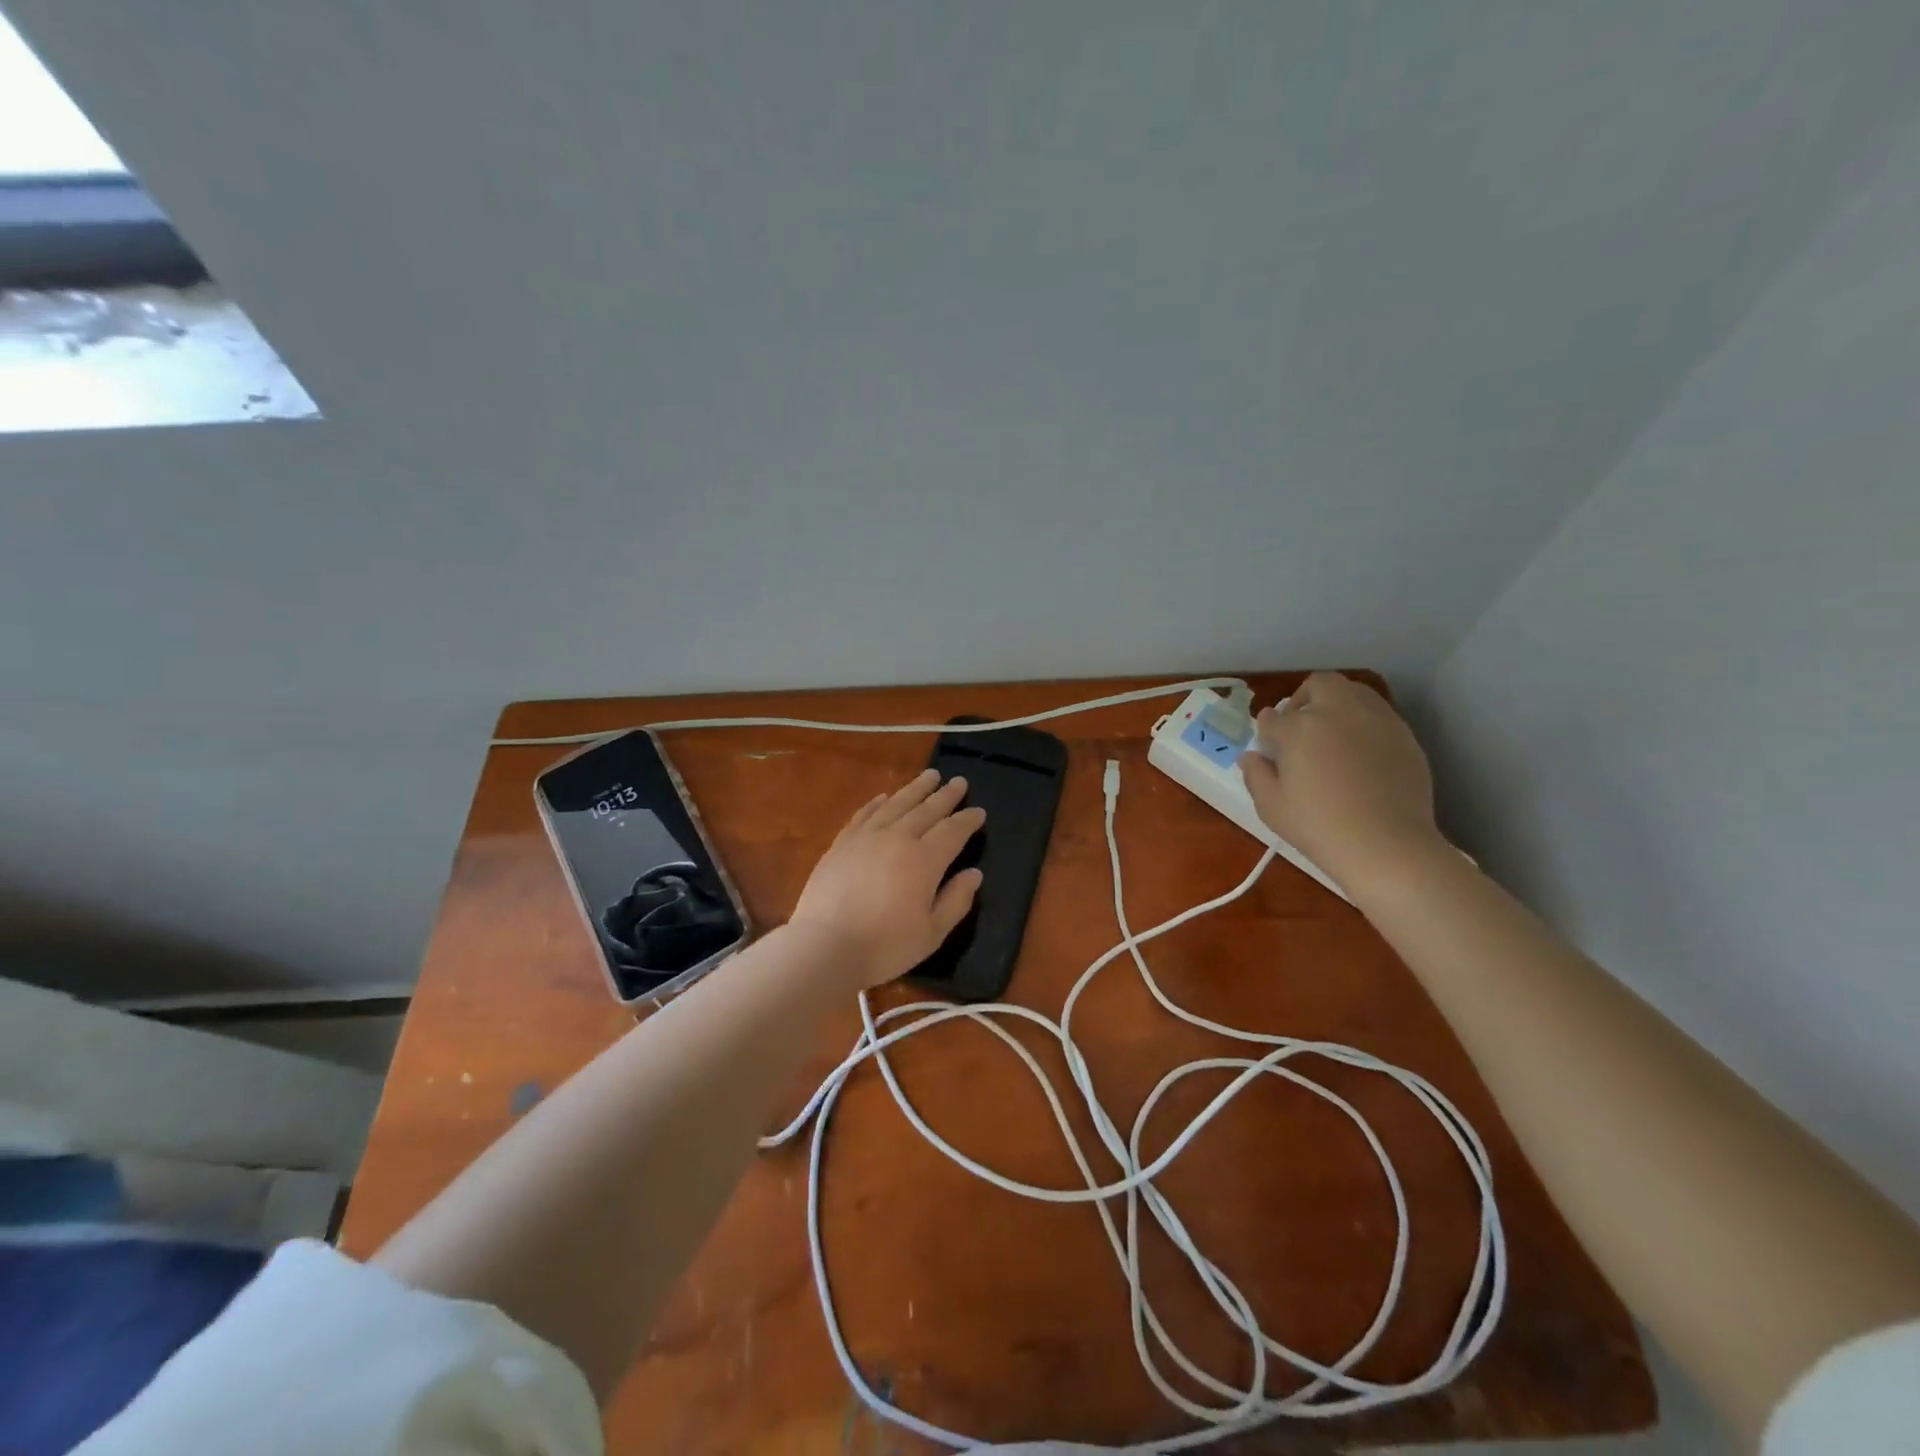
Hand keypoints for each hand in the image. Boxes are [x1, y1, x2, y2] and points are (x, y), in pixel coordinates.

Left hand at [788, 769, 985, 990]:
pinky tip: (884, 796)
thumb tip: (974, 874)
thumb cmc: (885, 946)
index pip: (953, 831)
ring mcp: (867, 837)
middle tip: (958, 781)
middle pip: (927, 810)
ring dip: (915, 789)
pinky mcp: (842, 843)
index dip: (968, 820)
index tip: (979, 811)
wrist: (825, 946)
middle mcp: (898, 838)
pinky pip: (865, 813)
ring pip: (896, 804)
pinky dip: (878, 802)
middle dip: (946, 795)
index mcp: (925, 860)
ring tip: (930, 776)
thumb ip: (956, 900)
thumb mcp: (932, 933)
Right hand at [1237, 672, 1445, 894]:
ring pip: (1354, 692)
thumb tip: (1251, 757)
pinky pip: (1379, 715)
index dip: (1267, 731)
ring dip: (1337, 705)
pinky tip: (1360, 754)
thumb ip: (1256, 775)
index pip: (1274, 718)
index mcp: (1300, 727)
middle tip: (1300, 728)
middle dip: (1304, 699)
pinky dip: (1363, 723)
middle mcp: (1339, 712)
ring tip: (1332, 736)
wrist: (1386, 845)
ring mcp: (1377, 720)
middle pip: (1319, 685)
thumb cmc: (1318, 826)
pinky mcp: (1404, 736)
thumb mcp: (1271, 806)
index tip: (1268, 747)